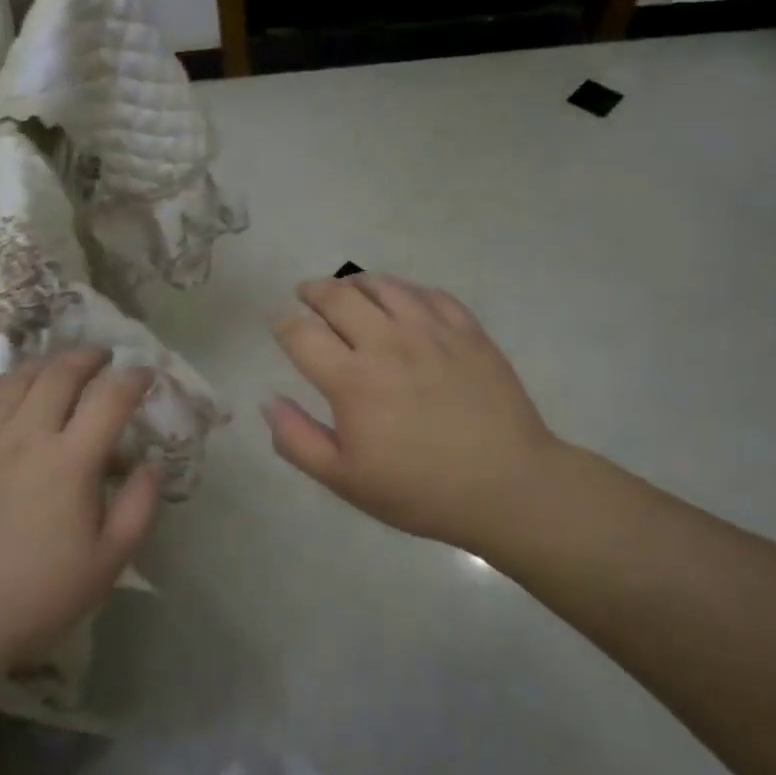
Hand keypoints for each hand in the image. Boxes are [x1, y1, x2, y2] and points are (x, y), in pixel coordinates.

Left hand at [0, 348, 160, 709]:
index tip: (147, 374)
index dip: (134, 379)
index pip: (110, 399)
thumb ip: (139, 507)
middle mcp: (27, 436)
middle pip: (61, 374)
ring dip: (47, 363)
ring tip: (62, 365)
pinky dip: (2, 384)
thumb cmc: (39, 594)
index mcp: (70, 461)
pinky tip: (10, 387)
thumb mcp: (108, 562)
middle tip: (105, 357)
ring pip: (18, 379)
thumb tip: (151, 465)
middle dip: (89, 357)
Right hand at [265, 275, 562, 554]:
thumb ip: (297, 440)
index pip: (301, 332)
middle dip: (312, 292)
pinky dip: (405, 291)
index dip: (282, 324)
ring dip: (355, 283)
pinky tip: (401, 302)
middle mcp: (388, 343)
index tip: (279, 325)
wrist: (507, 488)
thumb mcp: (345, 479)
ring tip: (348, 291)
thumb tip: (268, 401)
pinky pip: (429, 294)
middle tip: (305, 296)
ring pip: (383, 286)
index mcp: (352, 380)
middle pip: (338, 296)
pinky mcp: (468, 331)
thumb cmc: (419, 490)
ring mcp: (432, 332)